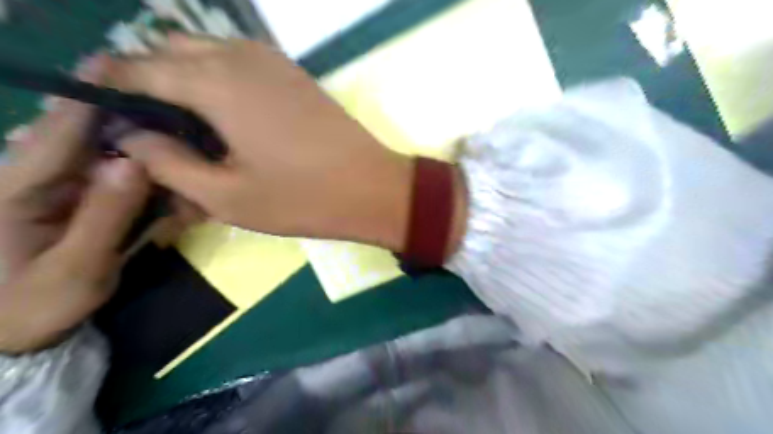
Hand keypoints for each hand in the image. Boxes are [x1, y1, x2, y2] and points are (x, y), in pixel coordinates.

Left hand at [0, 83, 151, 352]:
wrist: (19, 334)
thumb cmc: (36, 305)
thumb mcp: (77, 268)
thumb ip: (105, 215)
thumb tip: (134, 162)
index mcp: (18, 189)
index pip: (56, 133)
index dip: (87, 99)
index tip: (117, 67)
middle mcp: (36, 178)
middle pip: (87, 138)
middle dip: (133, 129)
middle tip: (177, 126)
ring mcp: (58, 189)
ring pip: (107, 158)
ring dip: (151, 161)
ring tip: (185, 173)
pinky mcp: (77, 199)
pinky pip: (116, 181)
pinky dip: (148, 185)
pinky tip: (175, 200)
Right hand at [109, 37, 415, 250]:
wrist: (372, 188)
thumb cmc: (303, 199)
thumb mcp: (227, 196)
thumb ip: (168, 163)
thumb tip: (130, 136)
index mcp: (215, 83)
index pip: (135, 67)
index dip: (109, 89)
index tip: (104, 119)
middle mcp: (240, 56)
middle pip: (169, 50)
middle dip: (148, 80)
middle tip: (155, 129)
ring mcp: (274, 61)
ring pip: (207, 50)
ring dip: (186, 76)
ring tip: (192, 126)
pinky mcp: (295, 73)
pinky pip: (241, 60)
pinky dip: (221, 77)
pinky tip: (230, 116)